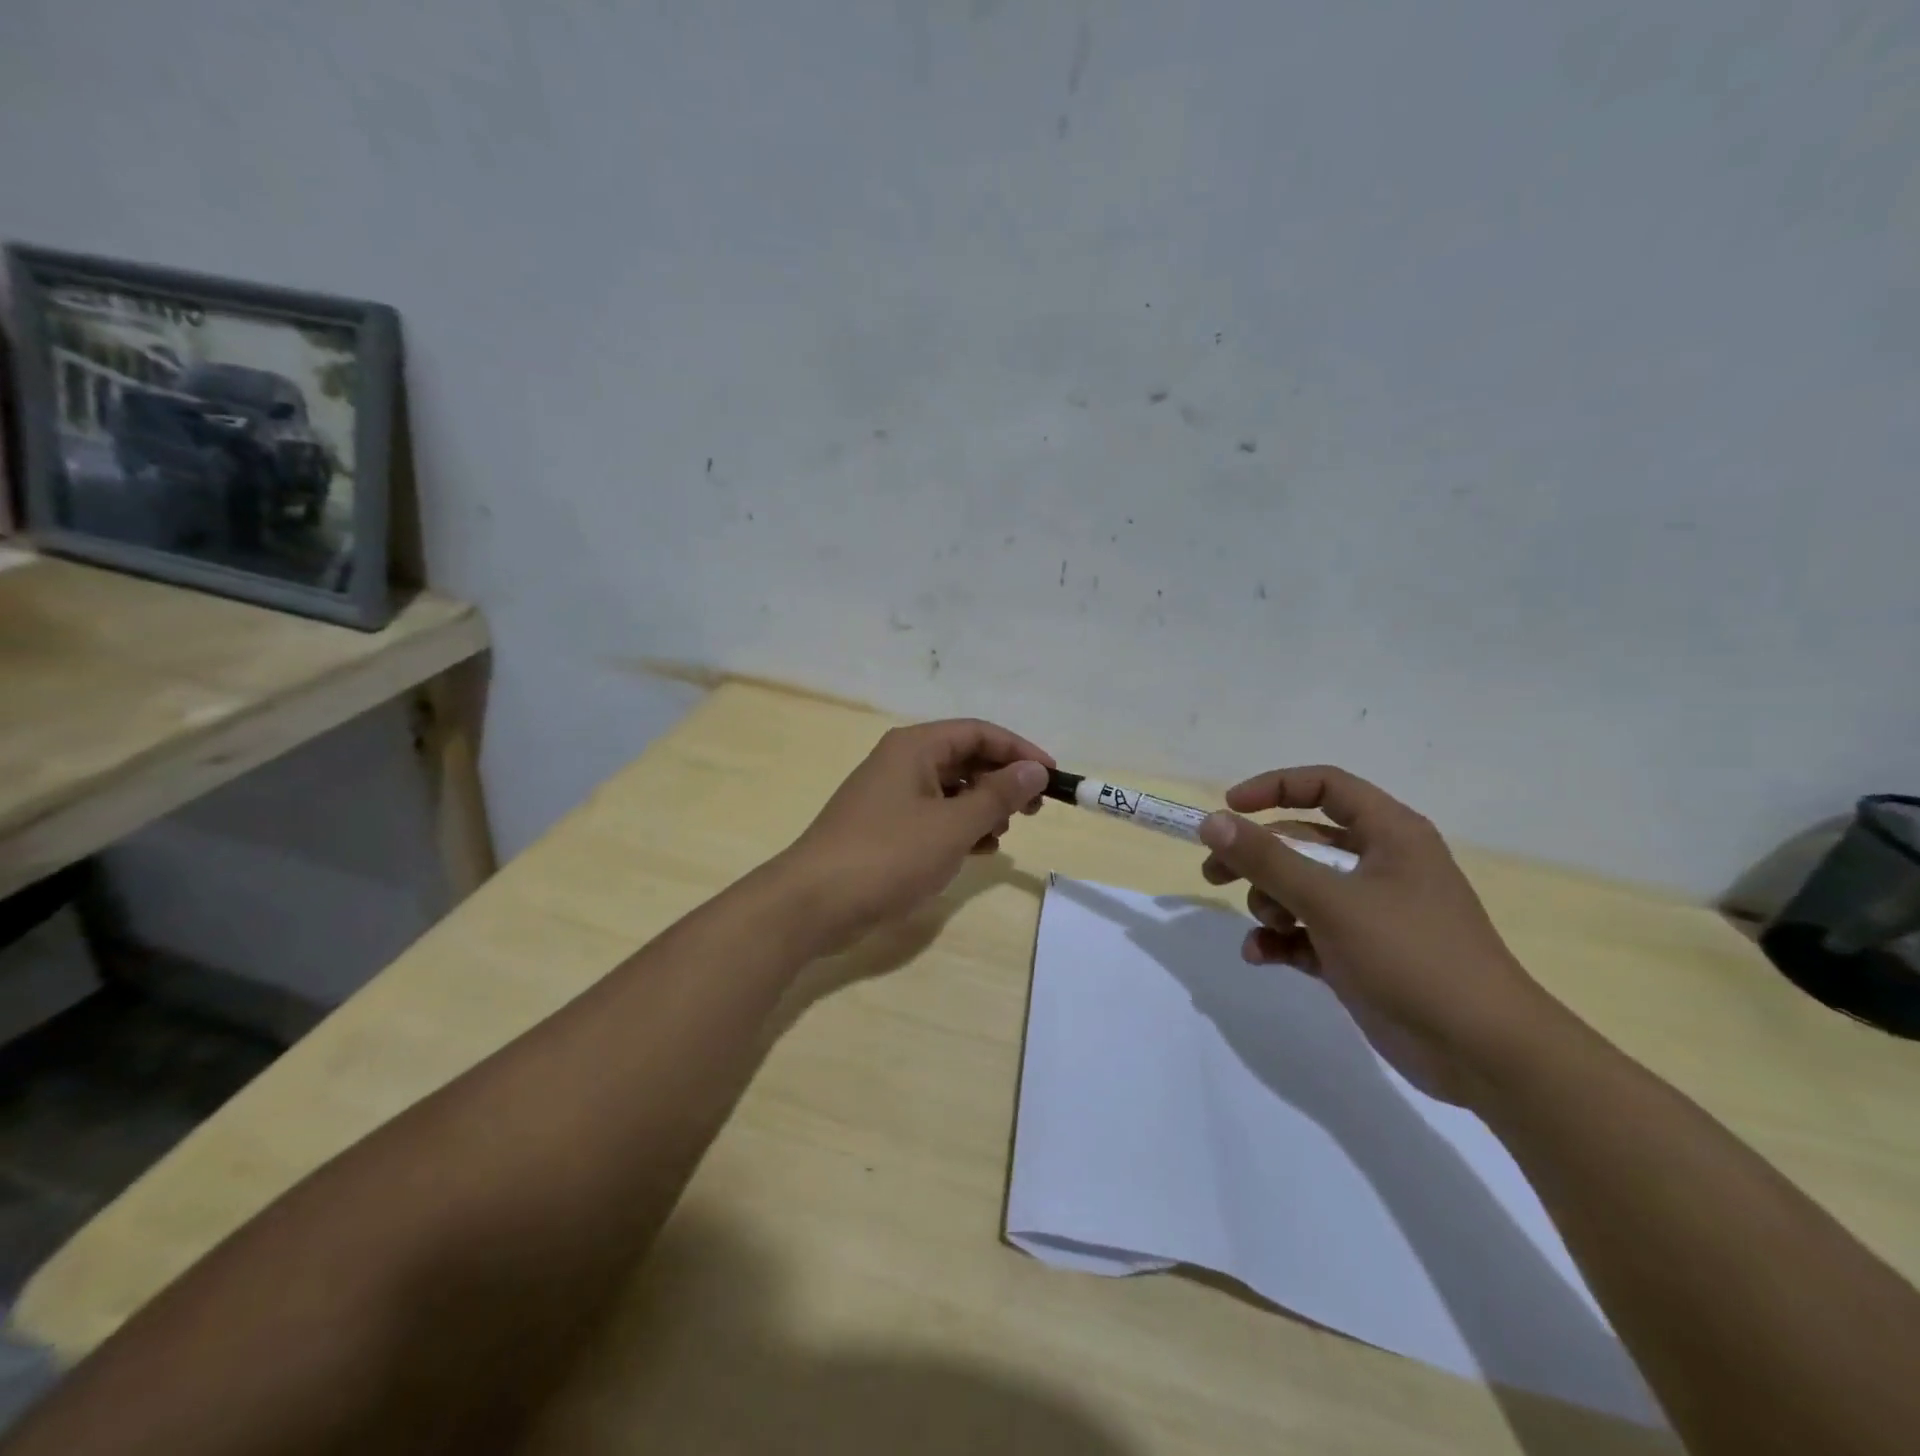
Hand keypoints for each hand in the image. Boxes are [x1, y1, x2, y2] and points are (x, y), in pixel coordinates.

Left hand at [774, 719, 1052, 954]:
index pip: (978, 732)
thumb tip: (1034, 770)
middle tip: (1033, 810)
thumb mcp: (952, 826)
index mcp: (915, 747)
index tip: (1051, 777)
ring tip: (1002, 834)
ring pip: (950, 790)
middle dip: (1002, 781)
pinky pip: (933, 816)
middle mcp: (901, 762)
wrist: (813, 903)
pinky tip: (977, 851)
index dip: (1019, 751)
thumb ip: (997, 796)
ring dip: (982, 807)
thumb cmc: (888, 855)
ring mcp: (890, 796)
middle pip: (964, 758)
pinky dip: (959, 828)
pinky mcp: (884, 828)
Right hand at [1196, 765, 1557, 1104]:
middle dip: (1256, 858)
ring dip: (1270, 903)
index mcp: (1389, 834)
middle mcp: (1379, 864)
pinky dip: (1280, 939)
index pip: (1324, 786)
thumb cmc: (1412, 956)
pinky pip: (1305, 932)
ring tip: (1272, 927)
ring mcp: (1369, 912)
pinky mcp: (1358, 953)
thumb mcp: (1331, 901)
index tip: (1228, 809)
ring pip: (1298, 888)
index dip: (1273, 788)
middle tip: (1214, 874)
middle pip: (1300, 840)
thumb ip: (1267, 859)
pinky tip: (1262, 956)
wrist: (1483, 1052)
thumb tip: (1212, 822)